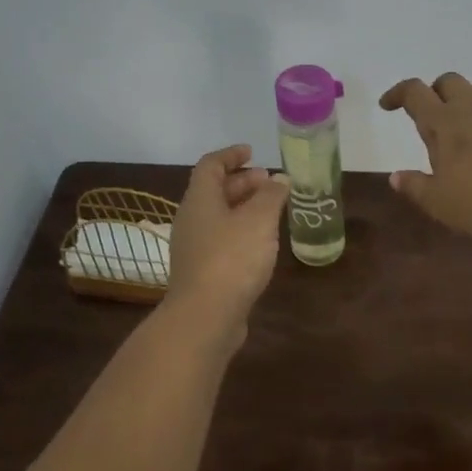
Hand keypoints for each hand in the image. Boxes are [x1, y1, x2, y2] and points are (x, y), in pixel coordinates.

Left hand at [164, 144, 290, 338]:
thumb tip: (279, 179)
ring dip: (243, 208)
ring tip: (271, 211)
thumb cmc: (231, 259)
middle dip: (242, 182)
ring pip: (219, 217)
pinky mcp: (201, 272)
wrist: (204, 318)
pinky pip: (221, 240)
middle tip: (270, 183)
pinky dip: (241, 232)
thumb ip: (271, 196)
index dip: (231, 155)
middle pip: (214, 190)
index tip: (253, 152)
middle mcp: (191, 219)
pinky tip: (261, 244)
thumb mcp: (259, 220)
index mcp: (200, 199)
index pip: (210, 165)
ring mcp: (193, 247)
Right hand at [379, 73, 471, 240]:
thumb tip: (395, 176)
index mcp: (443, 124)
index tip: (387, 106)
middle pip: (449, 81)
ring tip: (461, 118)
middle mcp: (471, 111)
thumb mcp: (438, 202)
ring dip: (467, 96)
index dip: (397, 93)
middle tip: (428, 112)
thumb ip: (415, 186)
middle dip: (434, 90)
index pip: (415, 92)